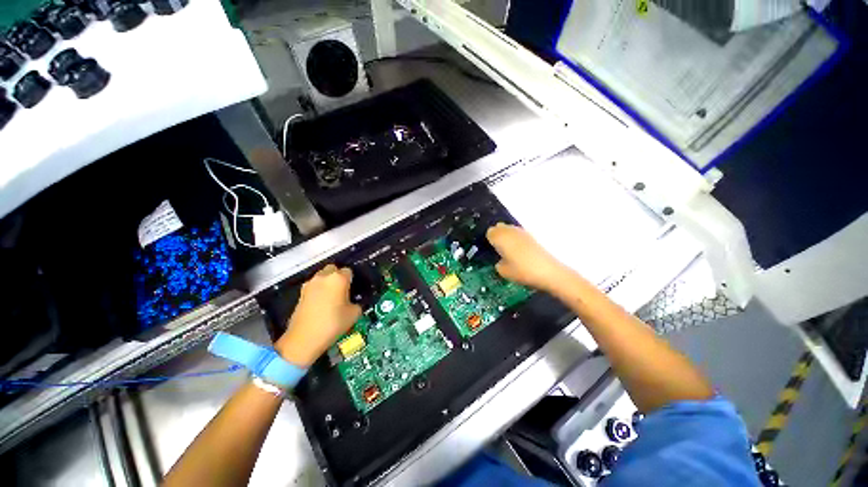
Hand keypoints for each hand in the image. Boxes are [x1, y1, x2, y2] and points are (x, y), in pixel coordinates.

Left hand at [275, 264, 361, 366]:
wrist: (303, 339)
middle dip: (339, 276)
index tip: (354, 289)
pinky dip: (319, 291)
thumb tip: (353, 302)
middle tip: (343, 290)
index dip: (352, 280)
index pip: (349, 271)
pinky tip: (321, 303)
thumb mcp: (354, 314)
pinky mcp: (301, 293)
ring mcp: (310, 284)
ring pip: (322, 277)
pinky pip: (314, 286)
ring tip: (332, 297)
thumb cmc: (333, 324)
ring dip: (328, 282)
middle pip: (333, 269)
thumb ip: (356, 303)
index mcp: (339, 278)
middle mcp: (324, 277)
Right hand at [486, 223, 574, 293]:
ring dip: (506, 237)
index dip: (489, 241)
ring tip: (508, 251)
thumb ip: (497, 263)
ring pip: (509, 229)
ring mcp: (521, 232)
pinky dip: (516, 240)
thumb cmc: (521, 270)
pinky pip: (518, 234)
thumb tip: (500, 260)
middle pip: (498, 227)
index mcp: (499, 237)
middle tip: (497, 250)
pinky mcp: (531, 236)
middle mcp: (509, 230)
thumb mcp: (503, 271)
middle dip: (497, 236)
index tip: (490, 250)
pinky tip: (519, 252)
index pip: (489, 233)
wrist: (548, 271)